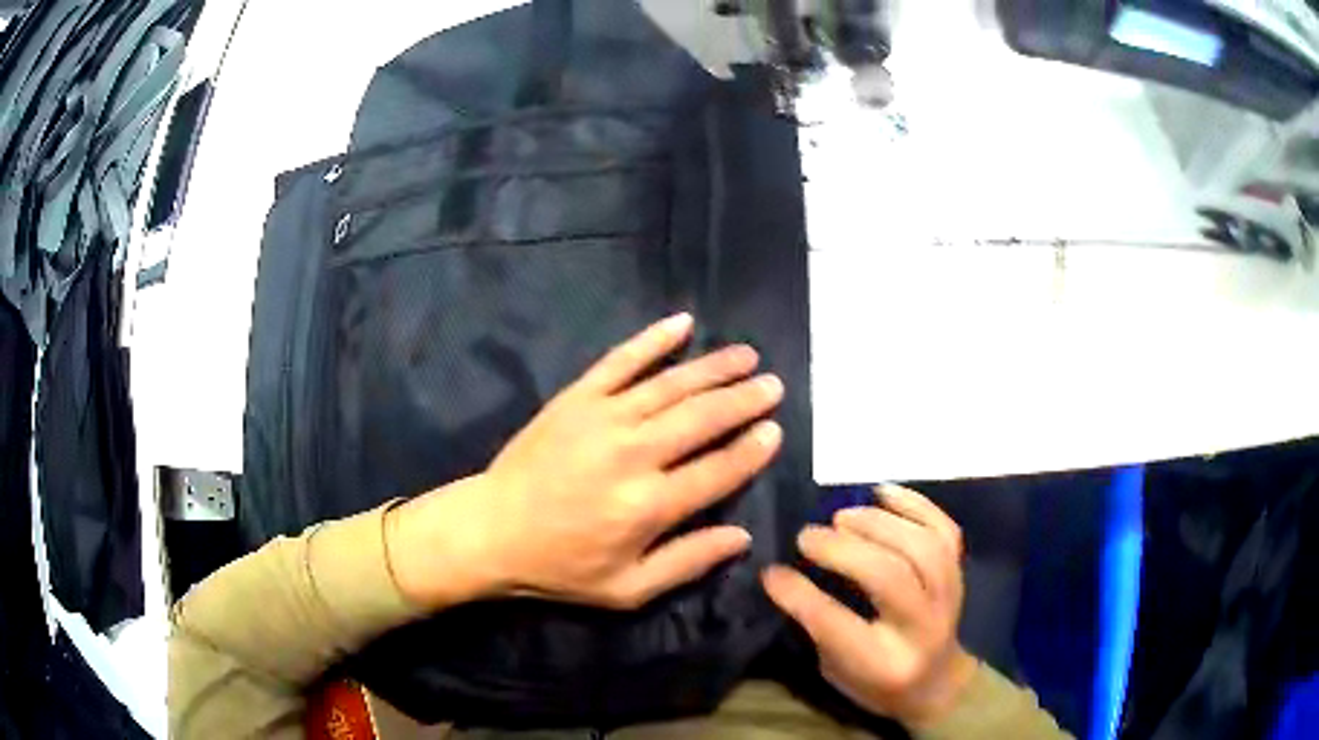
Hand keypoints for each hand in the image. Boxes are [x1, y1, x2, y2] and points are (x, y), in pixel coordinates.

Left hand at [387, 313, 783, 610]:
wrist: (491, 531)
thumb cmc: (561, 567)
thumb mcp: (628, 588)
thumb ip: (688, 561)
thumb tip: (742, 537)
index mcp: (649, 505)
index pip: (718, 469)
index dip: (752, 449)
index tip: (775, 430)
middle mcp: (633, 453)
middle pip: (703, 418)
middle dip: (744, 399)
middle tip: (772, 385)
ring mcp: (603, 417)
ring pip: (671, 384)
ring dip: (714, 367)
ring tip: (746, 356)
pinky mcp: (576, 398)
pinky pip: (621, 360)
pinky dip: (653, 339)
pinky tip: (683, 323)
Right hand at [762, 485, 978, 726]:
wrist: (938, 683)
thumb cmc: (875, 684)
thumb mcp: (836, 671)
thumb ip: (819, 627)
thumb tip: (786, 574)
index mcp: (884, 664)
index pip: (838, 624)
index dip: (800, 595)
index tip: (772, 572)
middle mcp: (922, 627)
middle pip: (889, 576)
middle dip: (843, 549)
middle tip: (807, 536)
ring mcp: (949, 596)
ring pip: (920, 546)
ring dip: (877, 523)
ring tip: (842, 516)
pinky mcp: (961, 572)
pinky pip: (944, 529)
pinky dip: (914, 504)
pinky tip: (882, 492)